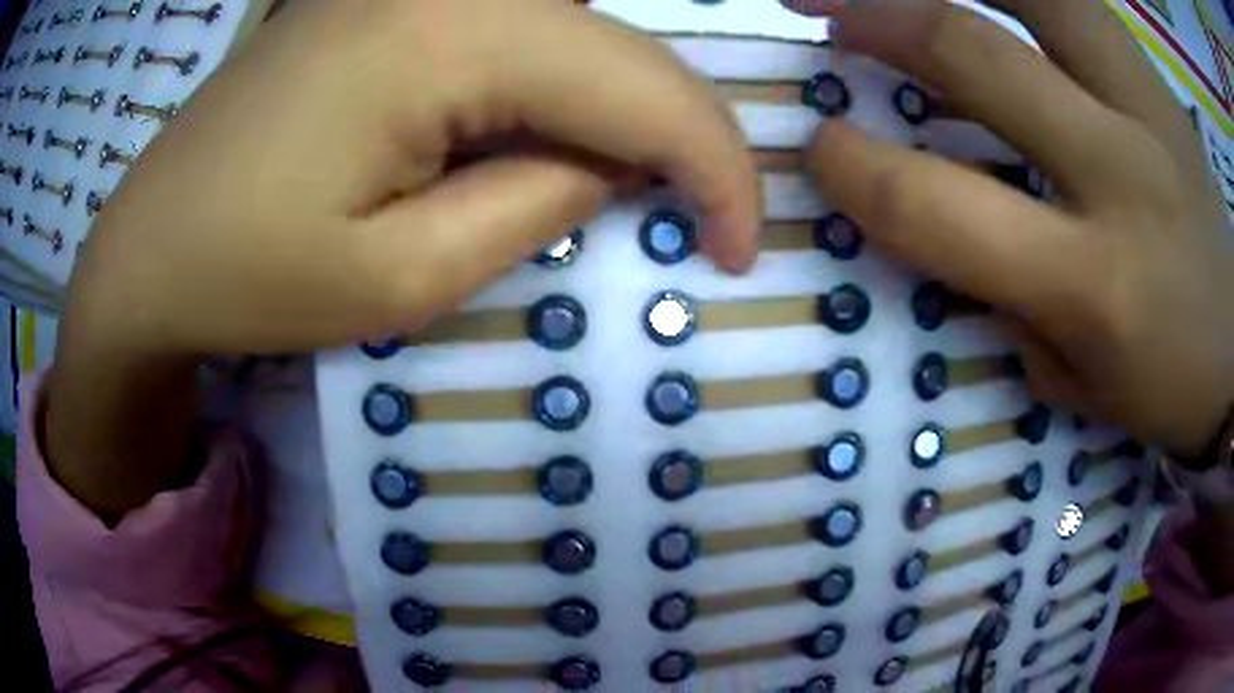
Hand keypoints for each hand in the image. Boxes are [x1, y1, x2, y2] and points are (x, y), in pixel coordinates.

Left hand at [48, 0, 759, 515]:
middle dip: (684, 138)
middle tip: (708, 222)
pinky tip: (552, 140)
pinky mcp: (390, 2)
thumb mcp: (404, 276)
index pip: (643, 87)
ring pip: (582, 34)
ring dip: (626, 112)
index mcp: (447, 30)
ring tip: (641, 190)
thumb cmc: (247, 276)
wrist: (149, 250)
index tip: (743, 251)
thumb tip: (618, 163)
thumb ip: (541, 202)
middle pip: (621, 48)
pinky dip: (565, 89)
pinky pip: (522, 31)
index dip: (718, 171)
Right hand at [809, 0, 1233, 457]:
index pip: (940, 205)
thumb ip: (1010, 303)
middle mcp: (1119, 171)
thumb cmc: (1165, 382)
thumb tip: (957, 226)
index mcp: (1090, 282)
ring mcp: (1147, 107)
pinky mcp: (1159, 82)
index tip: (820, 144)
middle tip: (814, 7)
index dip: (857, 167)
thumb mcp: (1079, 383)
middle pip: (975, 54)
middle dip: (873, 17)